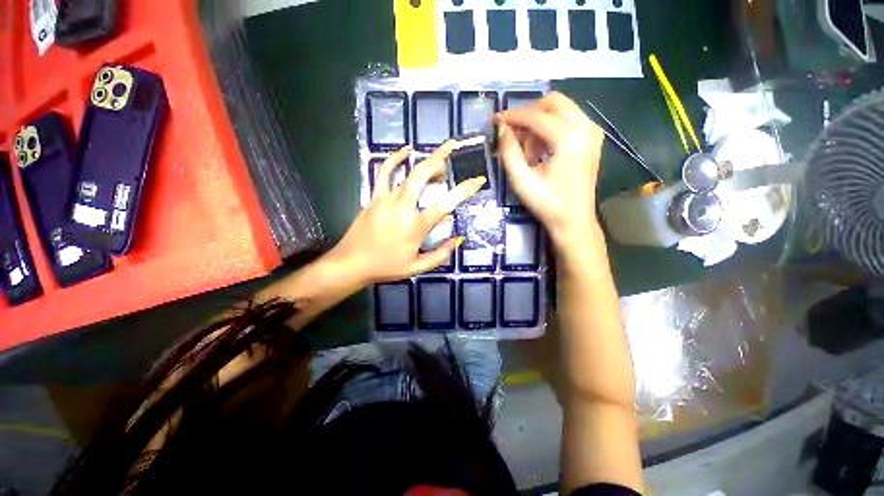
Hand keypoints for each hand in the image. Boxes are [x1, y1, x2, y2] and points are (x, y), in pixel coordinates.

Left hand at [331, 143, 485, 284]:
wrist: (351, 263)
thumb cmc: (386, 267)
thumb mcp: (417, 267)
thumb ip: (440, 255)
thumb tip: (457, 239)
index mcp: (415, 226)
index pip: (445, 204)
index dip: (464, 190)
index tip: (477, 180)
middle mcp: (402, 207)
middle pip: (422, 175)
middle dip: (440, 159)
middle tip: (453, 151)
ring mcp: (386, 199)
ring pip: (407, 172)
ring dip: (424, 160)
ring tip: (438, 157)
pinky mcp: (374, 197)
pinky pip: (384, 173)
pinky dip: (394, 159)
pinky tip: (405, 151)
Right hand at [496, 92, 604, 251]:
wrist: (574, 221)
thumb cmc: (548, 204)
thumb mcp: (522, 182)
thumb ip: (509, 153)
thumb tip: (502, 130)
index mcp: (570, 139)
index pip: (536, 116)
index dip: (512, 116)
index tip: (495, 121)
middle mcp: (586, 127)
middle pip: (553, 102)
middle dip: (528, 114)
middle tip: (511, 133)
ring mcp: (592, 132)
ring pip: (561, 109)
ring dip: (538, 123)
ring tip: (525, 149)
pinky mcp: (592, 139)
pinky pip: (568, 120)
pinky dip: (549, 129)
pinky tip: (539, 150)